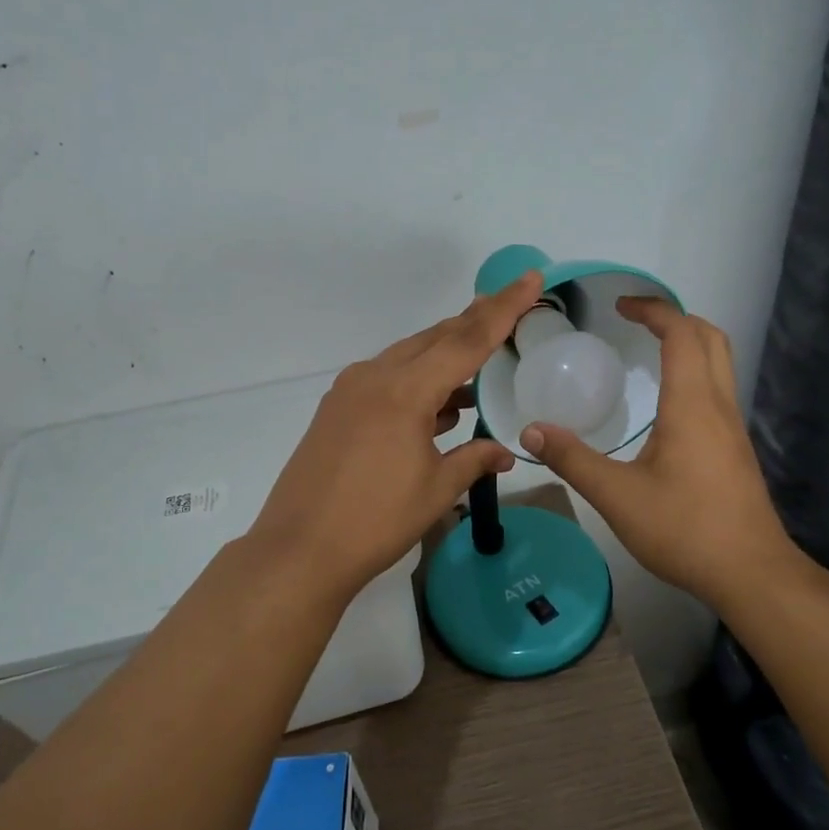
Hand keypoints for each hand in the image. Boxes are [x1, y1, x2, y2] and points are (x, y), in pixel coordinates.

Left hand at [247, 271, 542, 599]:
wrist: (299, 550)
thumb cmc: (375, 521)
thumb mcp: (436, 490)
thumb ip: (474, 460)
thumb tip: (507, 453)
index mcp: (404, 391)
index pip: (466, 340)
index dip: (503, 309)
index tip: (529, 279)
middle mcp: (375, 377)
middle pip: (435, 338)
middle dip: (474, 322)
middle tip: (510, 307)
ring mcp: (350, 391)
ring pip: (409, 357)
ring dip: (445, 354)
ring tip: (481, 358)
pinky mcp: (337, 409)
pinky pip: (387, 379)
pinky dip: (418, 380)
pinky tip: (440, 402)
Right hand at [518, 299, 800, 609]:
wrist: (751, 573)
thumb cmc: (684, 528)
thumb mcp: (617, 495)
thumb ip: (572, 459)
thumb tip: (531, 431)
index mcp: (692, 404)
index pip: (681, 334)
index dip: (653, 310)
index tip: (620, 306)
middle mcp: (718, 405)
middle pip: (710, 337)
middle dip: (675, 318)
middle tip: (635, 322)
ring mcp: (732, 427)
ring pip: (720, 363)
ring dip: (688, 343)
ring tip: (648, 352)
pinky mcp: (735, 449)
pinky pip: (718, 389)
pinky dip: (694, 372)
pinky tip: (666, 404)